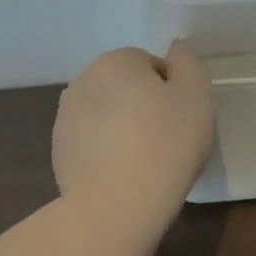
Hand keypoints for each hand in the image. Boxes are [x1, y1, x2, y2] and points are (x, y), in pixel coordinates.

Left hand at [53, 42, 214, 225]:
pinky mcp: (59, 152)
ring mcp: (66, 118)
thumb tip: (176, 49)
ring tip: (145, 161)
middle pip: (126, 88)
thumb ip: (188, 63)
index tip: (181, 119)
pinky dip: (106, 152)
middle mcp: (83, 81)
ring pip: (107, 115)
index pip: (151, 65)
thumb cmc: (165, 144)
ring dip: (124, 129)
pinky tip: (122, 176)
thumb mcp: (196, 96)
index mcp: (115, 62)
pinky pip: (92, 143)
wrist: (116, 206)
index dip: (172, 91)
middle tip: (167, 140)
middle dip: (144, 107)